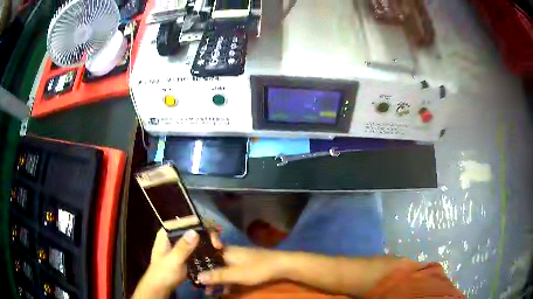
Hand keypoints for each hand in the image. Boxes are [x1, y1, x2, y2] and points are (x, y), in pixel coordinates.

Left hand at [132, 227, 222, 298]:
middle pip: (194, 228)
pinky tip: (217, 252)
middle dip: (207, 233)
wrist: (161, 287)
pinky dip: (208, 248)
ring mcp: (181, 244)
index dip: (200, 224)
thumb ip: (182, 247)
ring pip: (198, 237)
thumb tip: (194, 232)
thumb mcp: (172, 261)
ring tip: (220, 247)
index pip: (185, 222)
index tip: (213, 232)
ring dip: (210, 240)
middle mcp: (175, 235)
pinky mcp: (188, 252)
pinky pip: (199, 246)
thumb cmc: (163, 273)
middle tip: (218, 244)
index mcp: (167, 232)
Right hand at [197, 247, 286, 285]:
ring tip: (211, 292)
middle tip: (202, 288)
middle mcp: (230, 253)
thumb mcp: (237, 274)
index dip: (198, 265)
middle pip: (213, 264)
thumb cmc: (258, 268)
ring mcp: (238, 259)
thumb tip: (198, 276)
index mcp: (225, 251)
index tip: (192, 275)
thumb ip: (218, 275)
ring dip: (217, 280)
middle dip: (207, 277)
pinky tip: (225, 290)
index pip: (206, 255)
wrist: (282, 265)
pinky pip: (231, 273)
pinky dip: (226, 281)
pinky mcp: (245, 265)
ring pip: (222, 269)